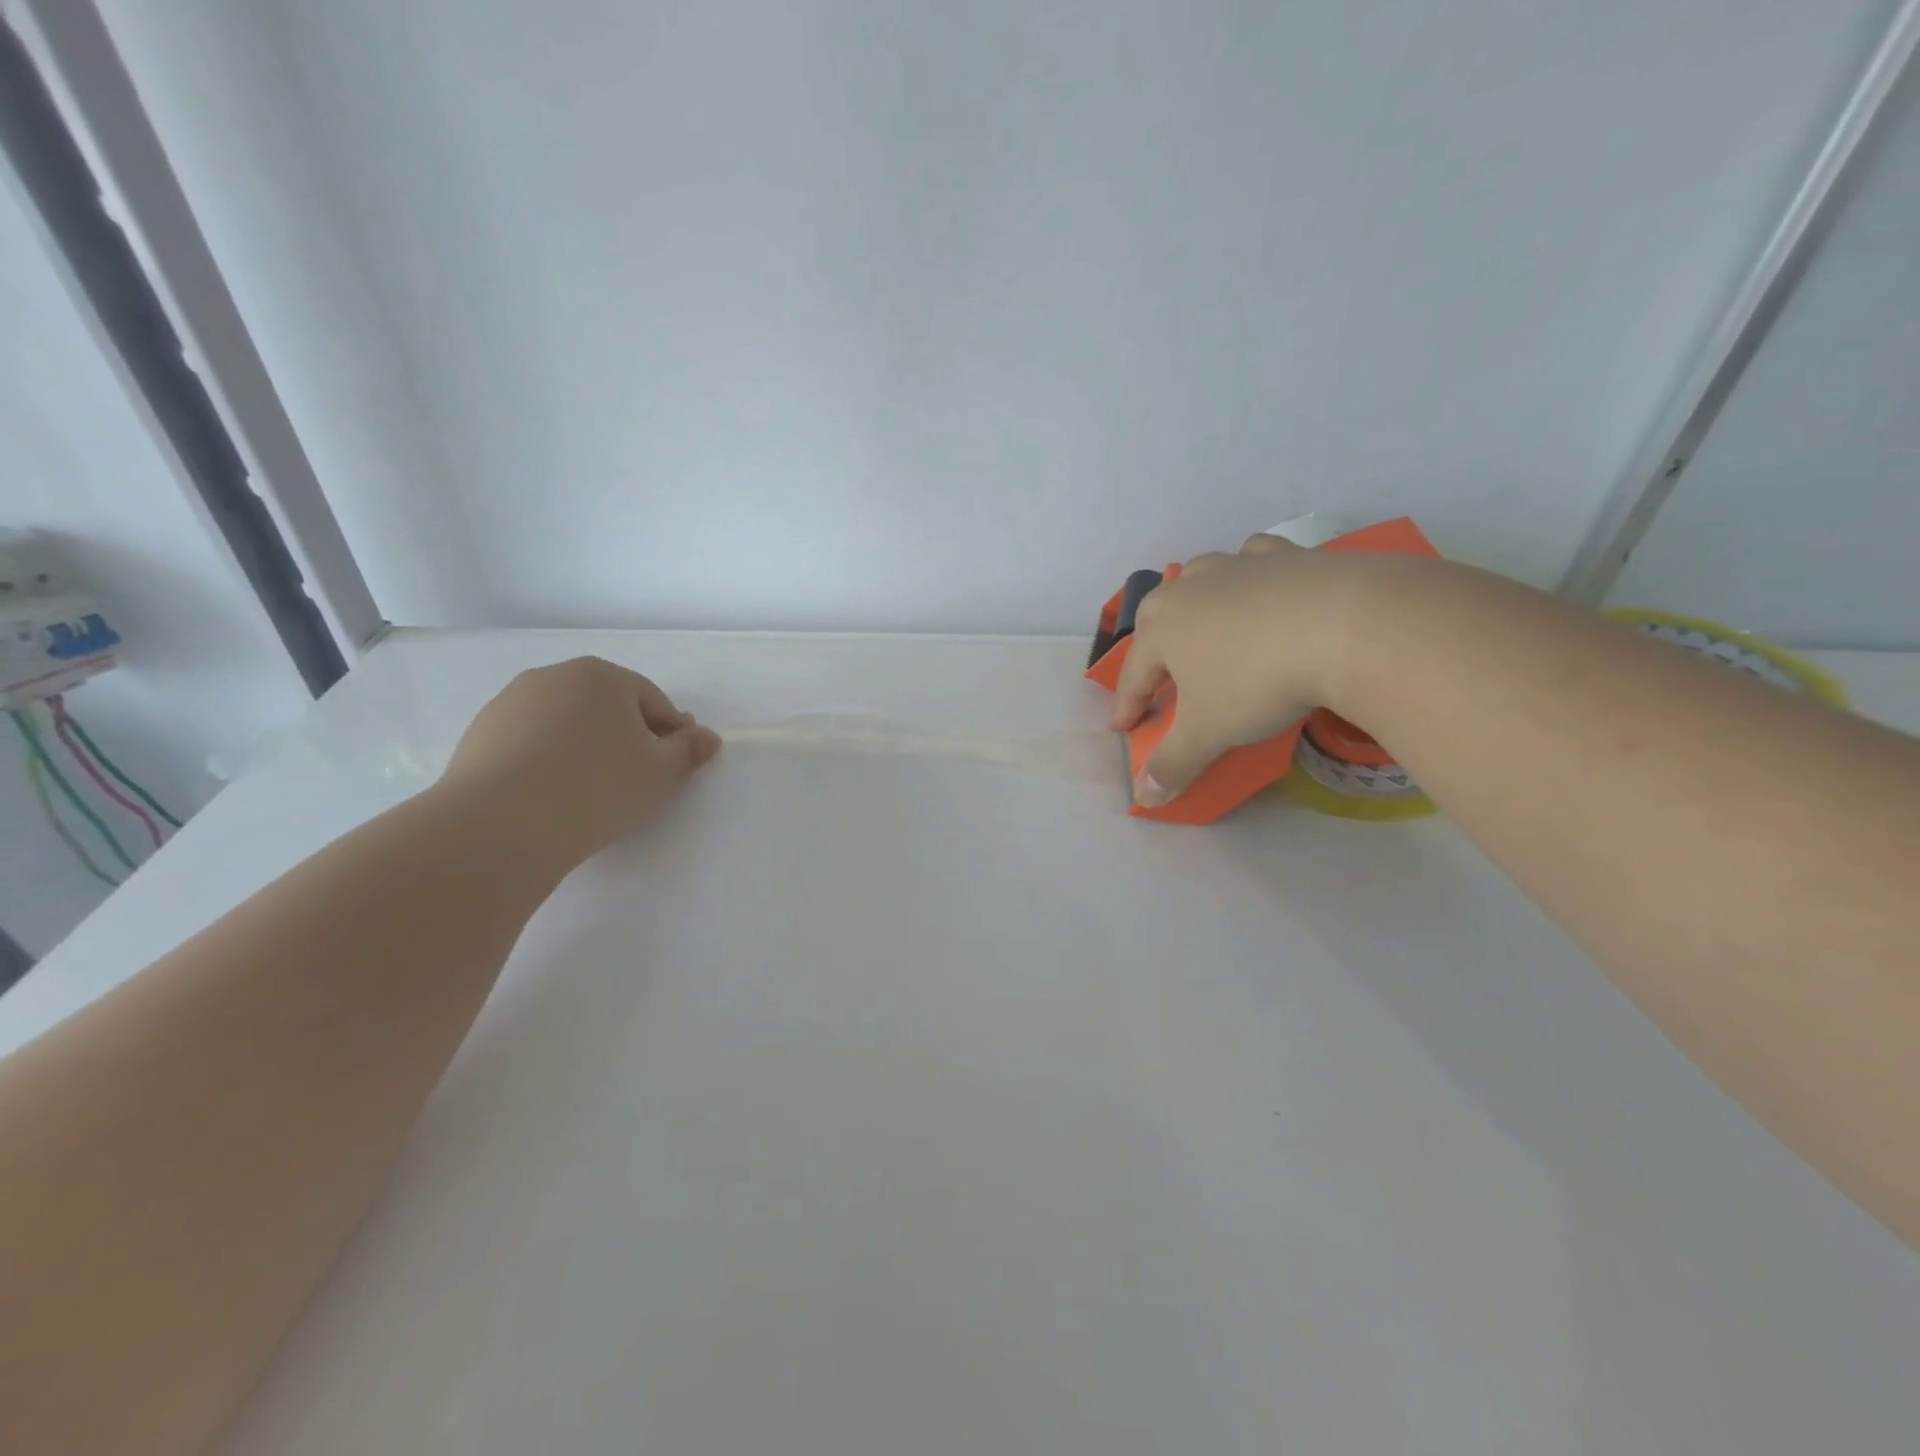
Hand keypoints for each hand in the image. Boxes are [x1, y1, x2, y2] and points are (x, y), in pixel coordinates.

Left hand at [436, 657, 720, 866]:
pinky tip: (552, 793)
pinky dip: (547, 759)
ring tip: (591, 788)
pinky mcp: (479, 733)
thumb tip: (708, 737)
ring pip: (565, 722)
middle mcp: (553, 677)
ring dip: (585, 746)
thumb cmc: (597, 788)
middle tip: (637, 776)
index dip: (671, 732)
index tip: (676, 763)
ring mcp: (510, 702)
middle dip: (626, 735)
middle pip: (606, 706)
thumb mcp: (661, 772)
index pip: (652, 700)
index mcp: (602, 676)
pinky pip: (530, 741)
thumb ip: (688, 750)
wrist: (501, 824)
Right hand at [1109, 534, 1370, 805]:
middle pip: (1156, 615)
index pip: (1132, 675)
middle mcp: (1191, 590)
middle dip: (1151, 646)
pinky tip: (1261, 587)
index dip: (1127, 706)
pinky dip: (1249, 574)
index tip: (1124, 729)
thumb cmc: (1257, 682)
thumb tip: (1144, 799)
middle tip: (1159, 675)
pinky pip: (1253, 559)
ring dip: (1195, 603)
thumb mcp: (1208, 733)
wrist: (1346, 626)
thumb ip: (1173, 765)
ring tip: (1205, 625)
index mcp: (1162, 629)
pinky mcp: (1286, 555)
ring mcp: (1238, 566)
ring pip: (1200, 578)